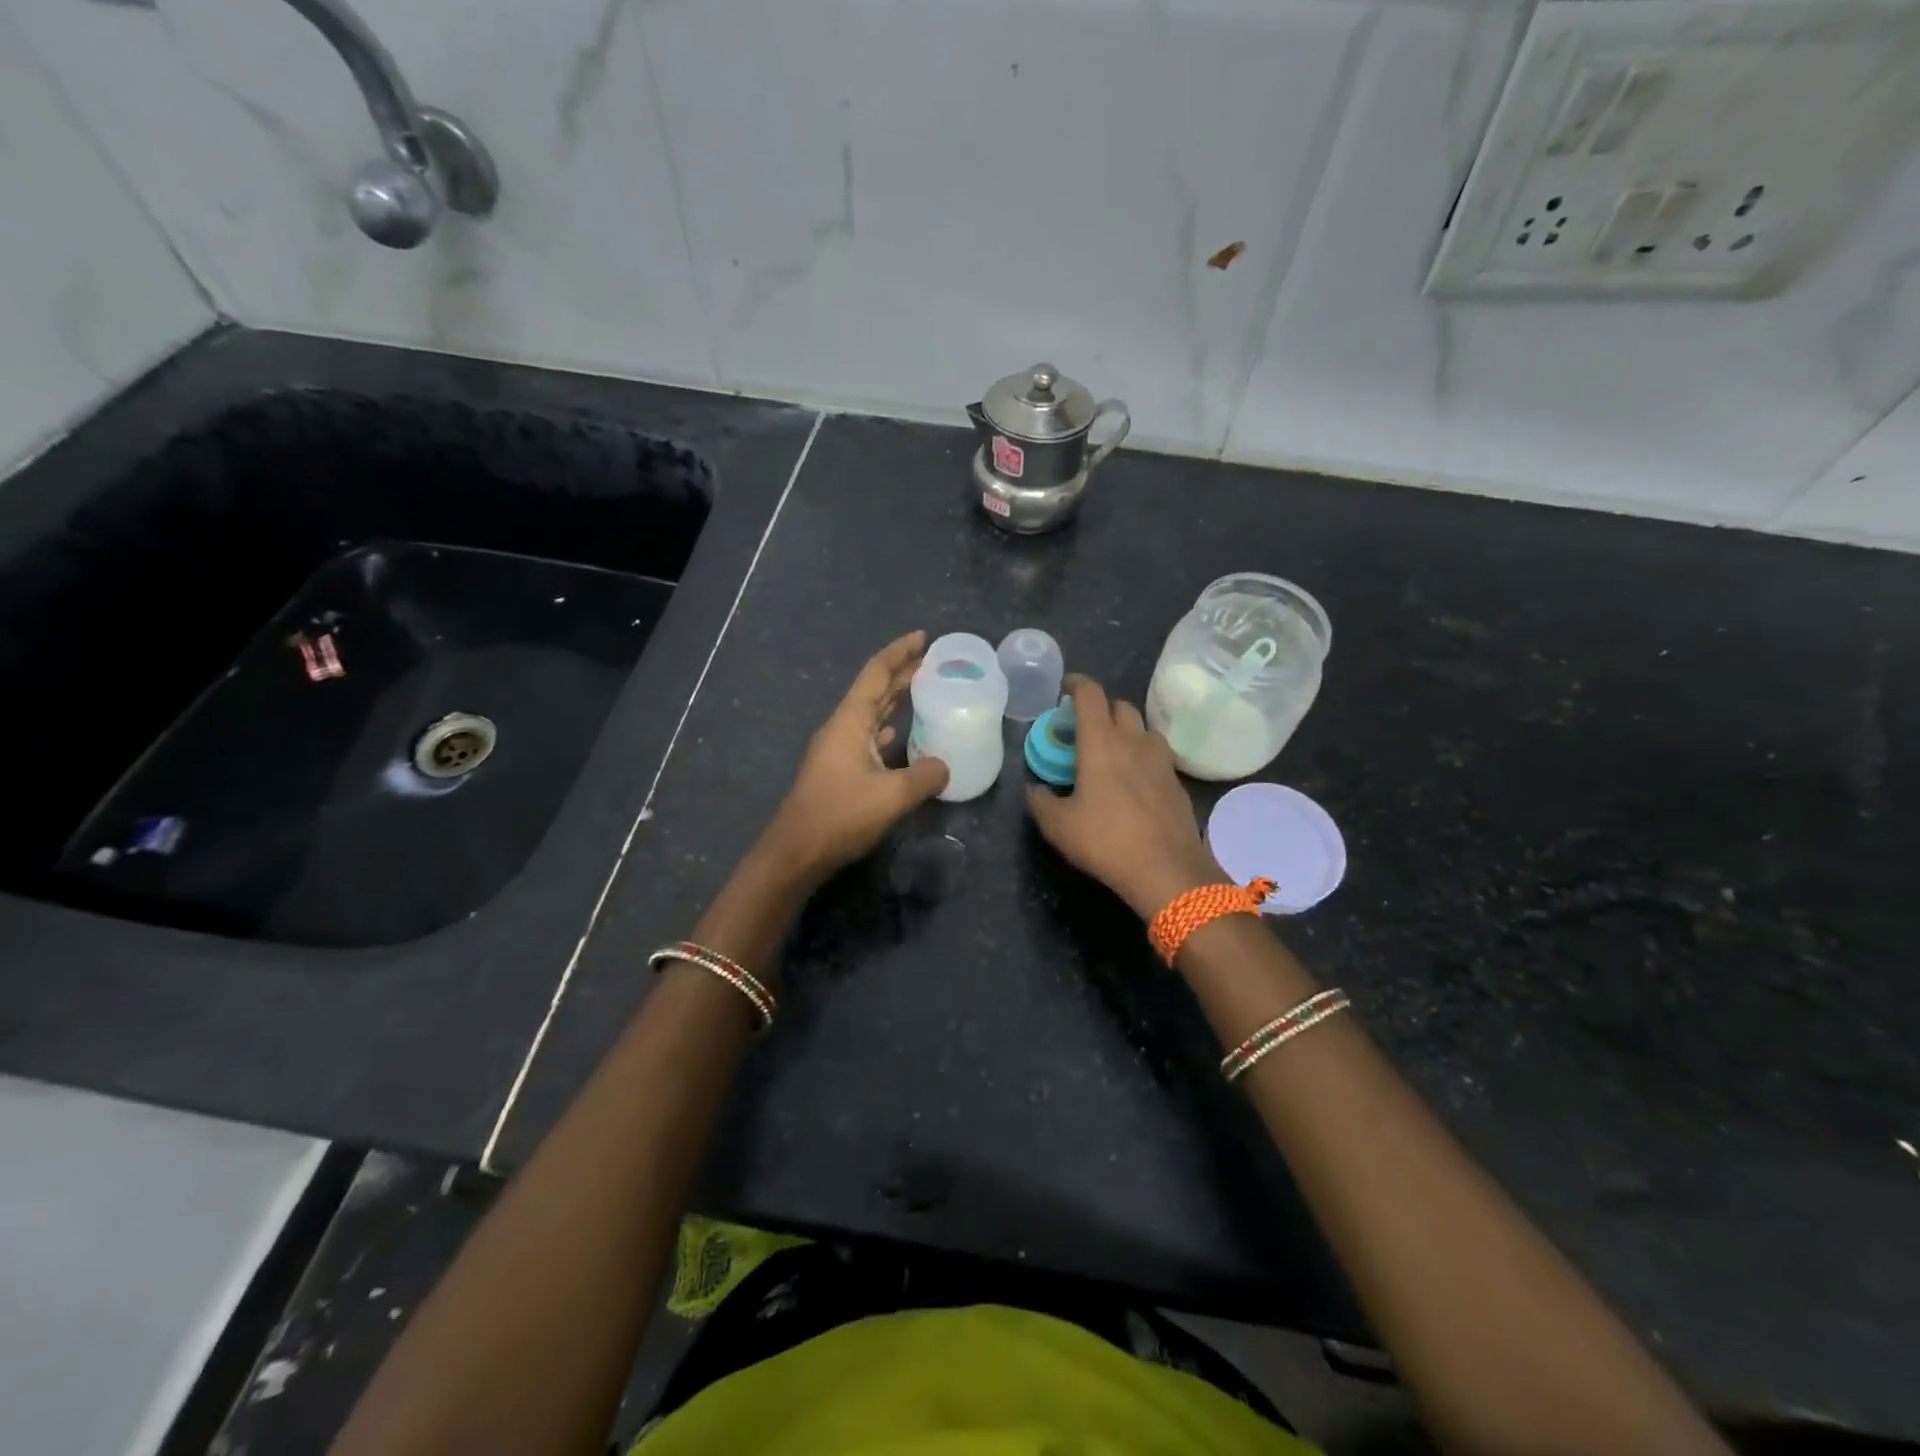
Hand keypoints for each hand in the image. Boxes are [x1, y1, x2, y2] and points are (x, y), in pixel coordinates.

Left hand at [760, 631, 949, 881]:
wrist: (796, 851)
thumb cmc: (841, 815)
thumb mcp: (892, 796)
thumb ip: (925, 776)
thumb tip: (945, 766)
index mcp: (850, 721)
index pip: (877, 673)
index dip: (900, 652)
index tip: (924, 637)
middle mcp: (842, 727)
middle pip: (875, 690)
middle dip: (903, 673)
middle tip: (936, 663)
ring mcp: (838, 749)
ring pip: (871, 714)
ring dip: (896, 701)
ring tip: (926, 693)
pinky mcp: (839, 770)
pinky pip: (869, 737)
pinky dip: (888, 729)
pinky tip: (902, 736)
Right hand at [1025, 674, 1222, 919]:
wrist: (1167, 869)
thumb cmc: (1106, 840)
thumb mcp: (1058, 825)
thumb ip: (1040, 801)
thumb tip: (1034, 789)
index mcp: (1101, 742)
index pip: (1091, 694)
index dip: (1076, 684)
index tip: (1064, 688)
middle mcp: (1134, 741)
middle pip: (1120, 706)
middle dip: (1101, 708)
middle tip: (1083, 726)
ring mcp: (1161, 760)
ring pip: (1144, 728)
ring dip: (1126, 730)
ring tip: (1111, 751)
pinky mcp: (1177, 782)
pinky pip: (1158, 756)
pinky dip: (1142, 757)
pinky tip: (1134, 781)